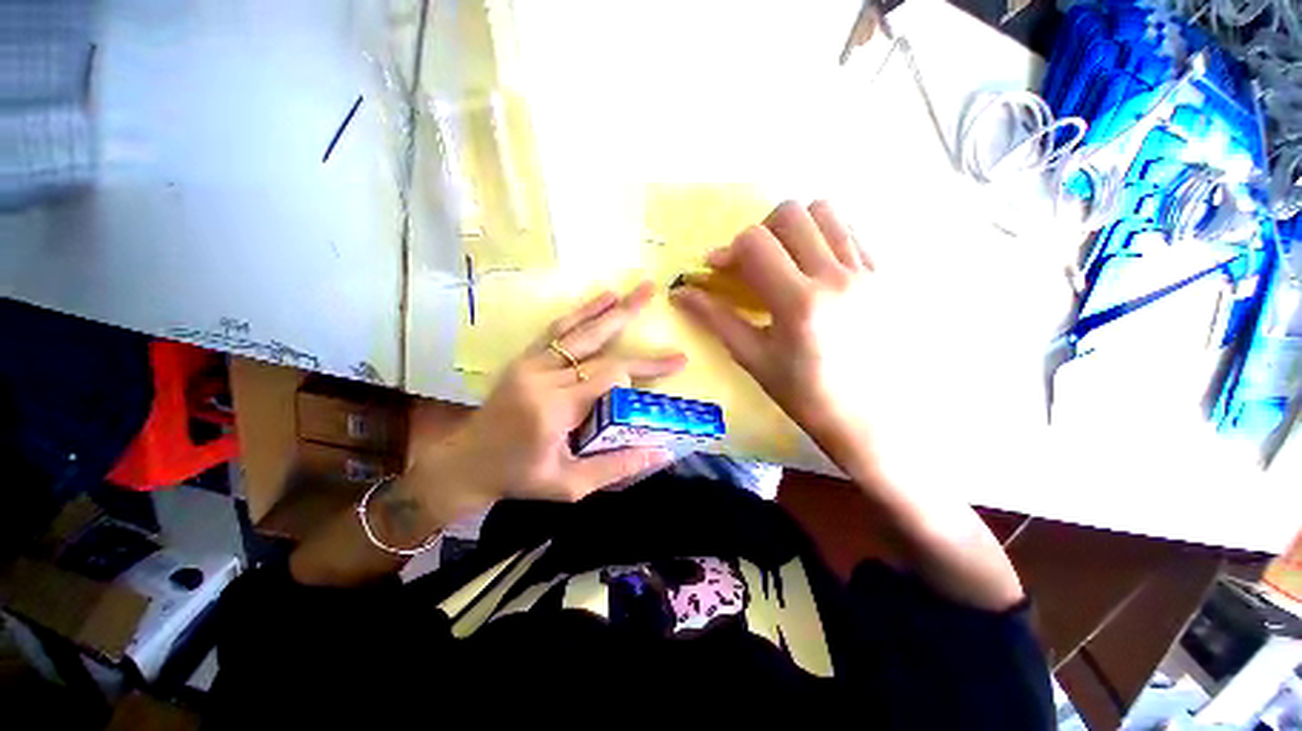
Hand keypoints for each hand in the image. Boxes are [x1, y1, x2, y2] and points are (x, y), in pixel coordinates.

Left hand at [407, 282, 685, 520]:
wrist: (465, 463)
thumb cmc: (519, 477)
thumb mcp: (570, 485)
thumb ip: (617, 467)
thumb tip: (662, 453)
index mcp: (555, 410)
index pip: (609, 376)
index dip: (644, 369)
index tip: (674, 364)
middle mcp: (543, 379)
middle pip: (597, 346)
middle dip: (628, 318)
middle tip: (653, 294)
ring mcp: (530, 364)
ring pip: (577, 330)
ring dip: (608, 308)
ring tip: (635, 289)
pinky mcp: (524, 359)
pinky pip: (556, 330)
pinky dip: (581, 313)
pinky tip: (601, 298)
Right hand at [672, 200, 883, 481]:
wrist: (870, 418)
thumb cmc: (804, 395)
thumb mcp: (753, 358)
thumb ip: (716, 318)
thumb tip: (681, 293)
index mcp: (799, 303)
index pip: (755, 242)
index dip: (728, 250)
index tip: (719, 270)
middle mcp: (837, 276)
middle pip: (790, 214)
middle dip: (760, 232)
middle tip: (753, 264)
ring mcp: (867, 271)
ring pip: (825, 212)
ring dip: (794, 228)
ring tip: (786, 260)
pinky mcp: (886, 274)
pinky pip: (851, 231)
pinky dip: (825, 237)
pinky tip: (815, 269)